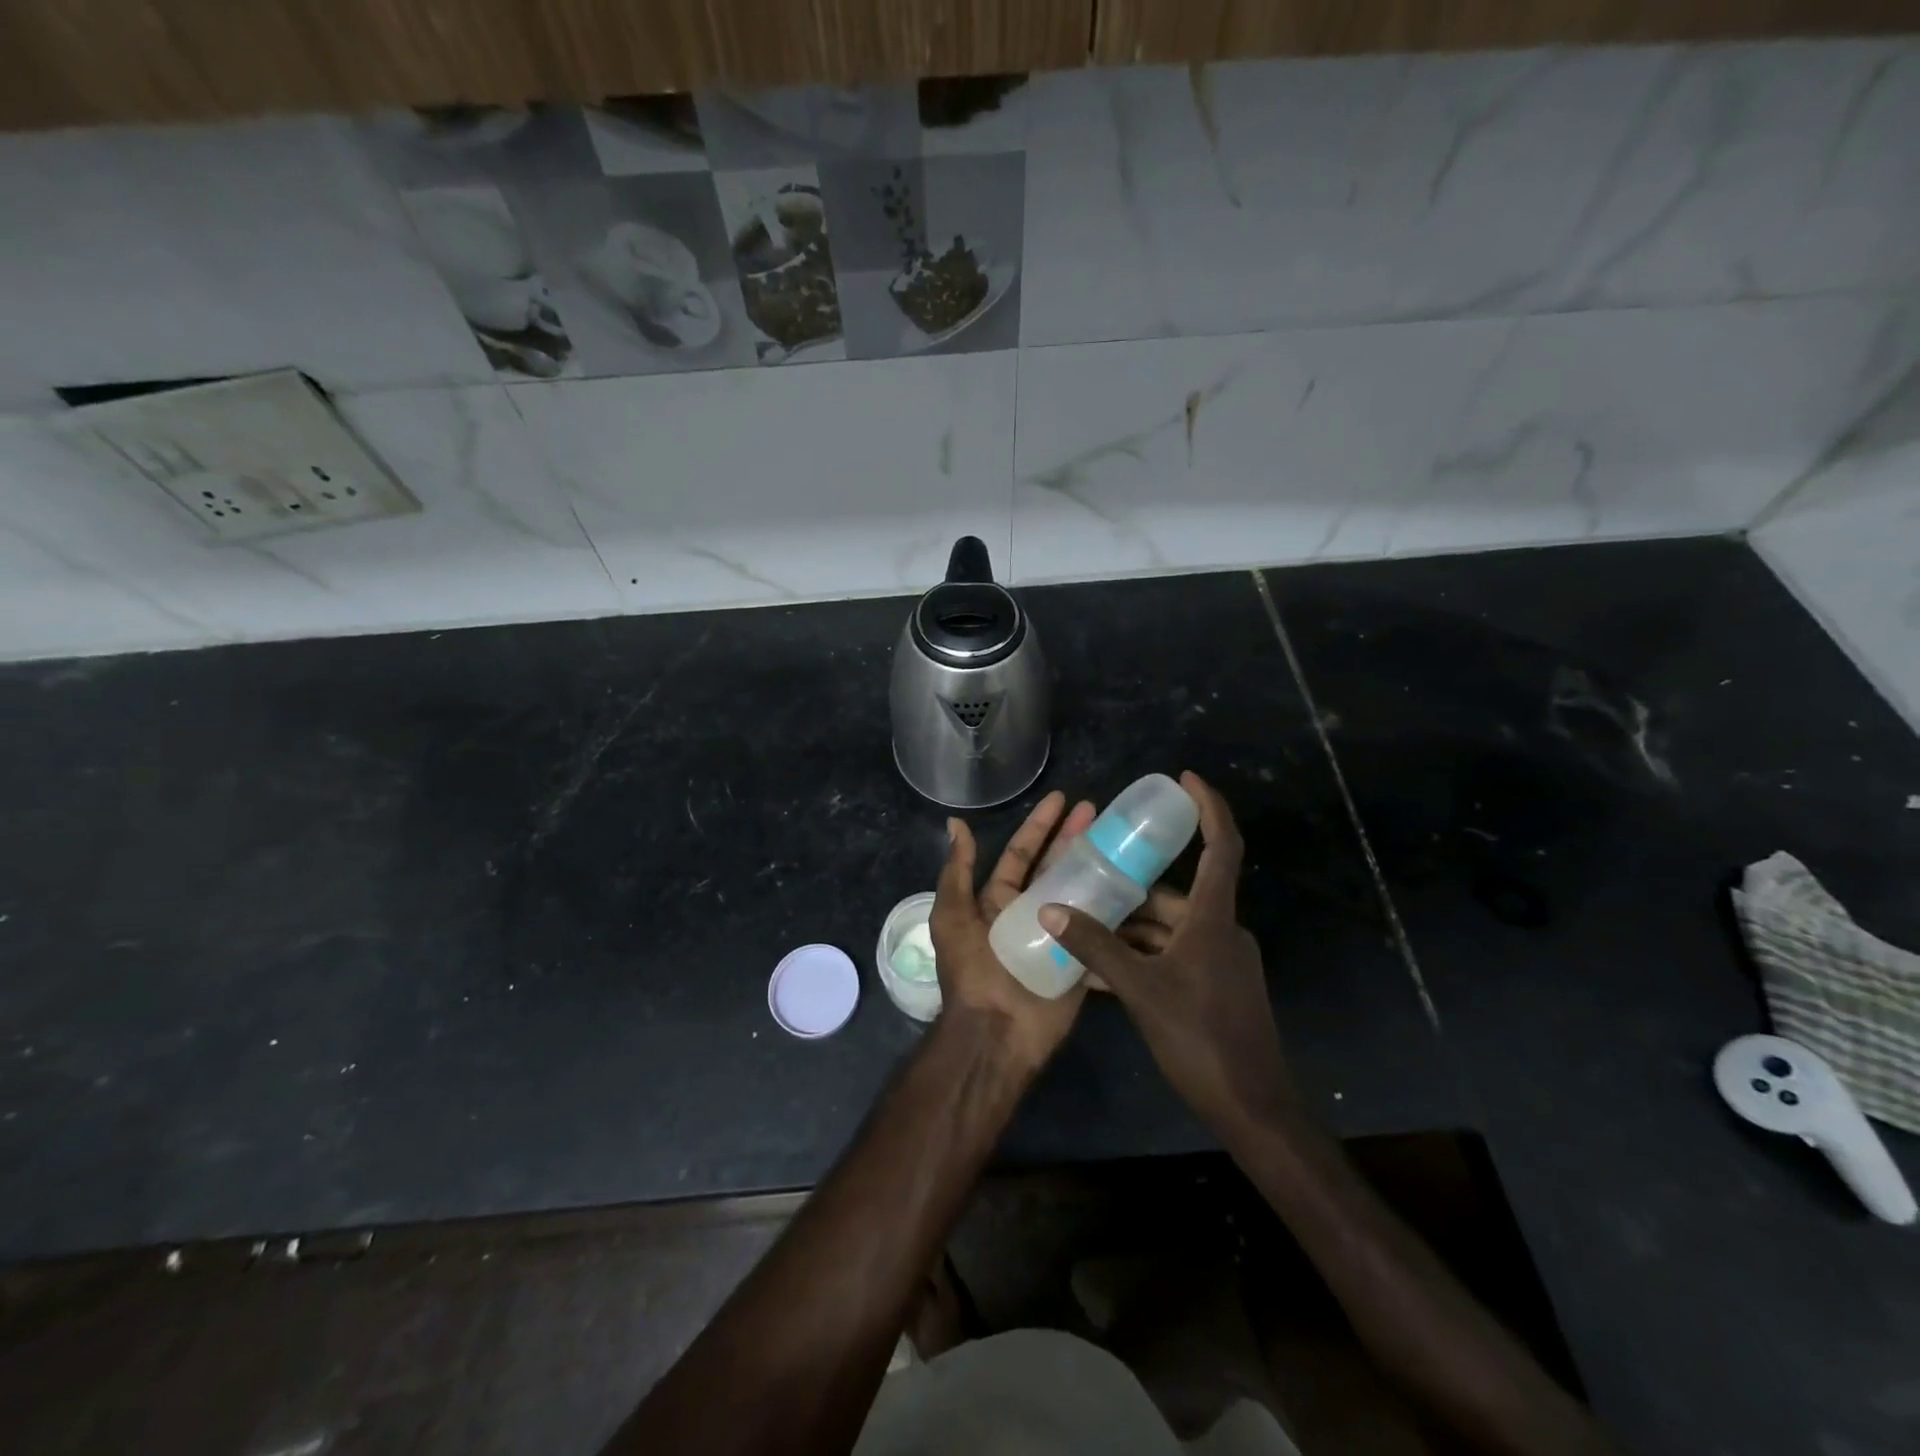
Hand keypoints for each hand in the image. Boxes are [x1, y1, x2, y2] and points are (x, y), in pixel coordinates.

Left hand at [929, 790, 1096, 1073]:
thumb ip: (957, 871)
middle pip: (1056, 867)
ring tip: (1122, 842)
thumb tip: (955, 823)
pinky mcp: (1081, 958)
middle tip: (1099, 811)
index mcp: (998, 900)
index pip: (1022, 853)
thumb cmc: (972, 970)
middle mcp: (1029, 912)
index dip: (1040, 826)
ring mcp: (1058, 934)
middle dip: (1074, 838)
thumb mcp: (953, 916)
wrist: (997, 1032)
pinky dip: (1116, 911)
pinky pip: (1100, 929)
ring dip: (1099, 867)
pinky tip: (1138, 886)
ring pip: (1082, 892)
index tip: (1062, 799)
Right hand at [1039, 772, 1297, 1137]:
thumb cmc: (1201, 1038)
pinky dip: (1142, 957)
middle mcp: (1221, 930)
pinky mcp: (1215, 987)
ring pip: (1169, 929)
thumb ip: (1095, 947)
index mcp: (1213, 918)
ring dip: (1130, 929)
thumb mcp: (1140, 989)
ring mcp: (1220, 961)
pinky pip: (1173, 956)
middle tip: (1089, 879)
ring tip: (1083, 928)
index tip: (1184, 779)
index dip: (1209, 807)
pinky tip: (1103, 972)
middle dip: (1132, 890)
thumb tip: (1050, 908)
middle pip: (1176, 895)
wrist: (1253, 1108)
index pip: (1221, 846)